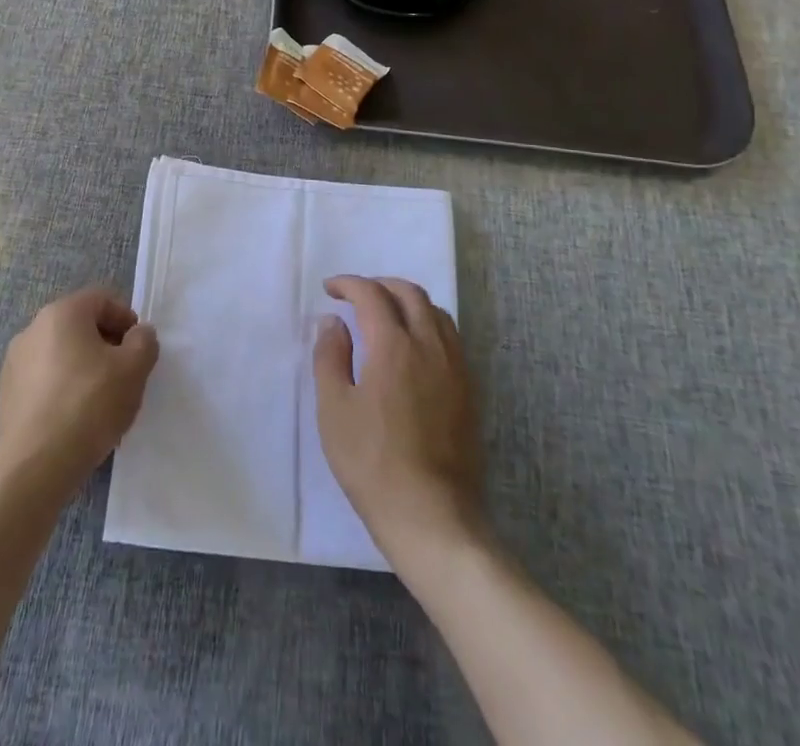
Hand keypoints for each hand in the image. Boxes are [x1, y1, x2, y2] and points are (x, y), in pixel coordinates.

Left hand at [0, 288, 158, 502]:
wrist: (32, 468)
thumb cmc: (88, 405)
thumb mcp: (133, 369)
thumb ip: (144, 342)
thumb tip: (138, 335)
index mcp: (61, 313)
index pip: (101, 300)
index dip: (126, 319)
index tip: (139, 349)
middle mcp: (33, 329)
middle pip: (80, 327)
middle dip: (107, 346)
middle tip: (126, 376)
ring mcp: (15, 363)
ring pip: (63, 356)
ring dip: (86, 370)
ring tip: (103, 404)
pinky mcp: (7, 396)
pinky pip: (46, 382)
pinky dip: (65, 391)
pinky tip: (77, 422)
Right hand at [314, 276, 482, 562]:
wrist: (431, 516)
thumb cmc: (373, 463)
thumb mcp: (334, 410)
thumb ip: (330, 357)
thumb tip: (332, 322)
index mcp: (394, 346)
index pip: (372, 295)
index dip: (348, 284)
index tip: (329, 289)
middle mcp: (430, 346)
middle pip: (410, 293)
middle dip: (380, 285)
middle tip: (356, 296)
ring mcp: (455, 367)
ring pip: (436, 312)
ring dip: (407, 301)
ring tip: (385, 315)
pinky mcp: (469, 390)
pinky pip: (450, 337)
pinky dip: (428, 324)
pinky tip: (413, 346)